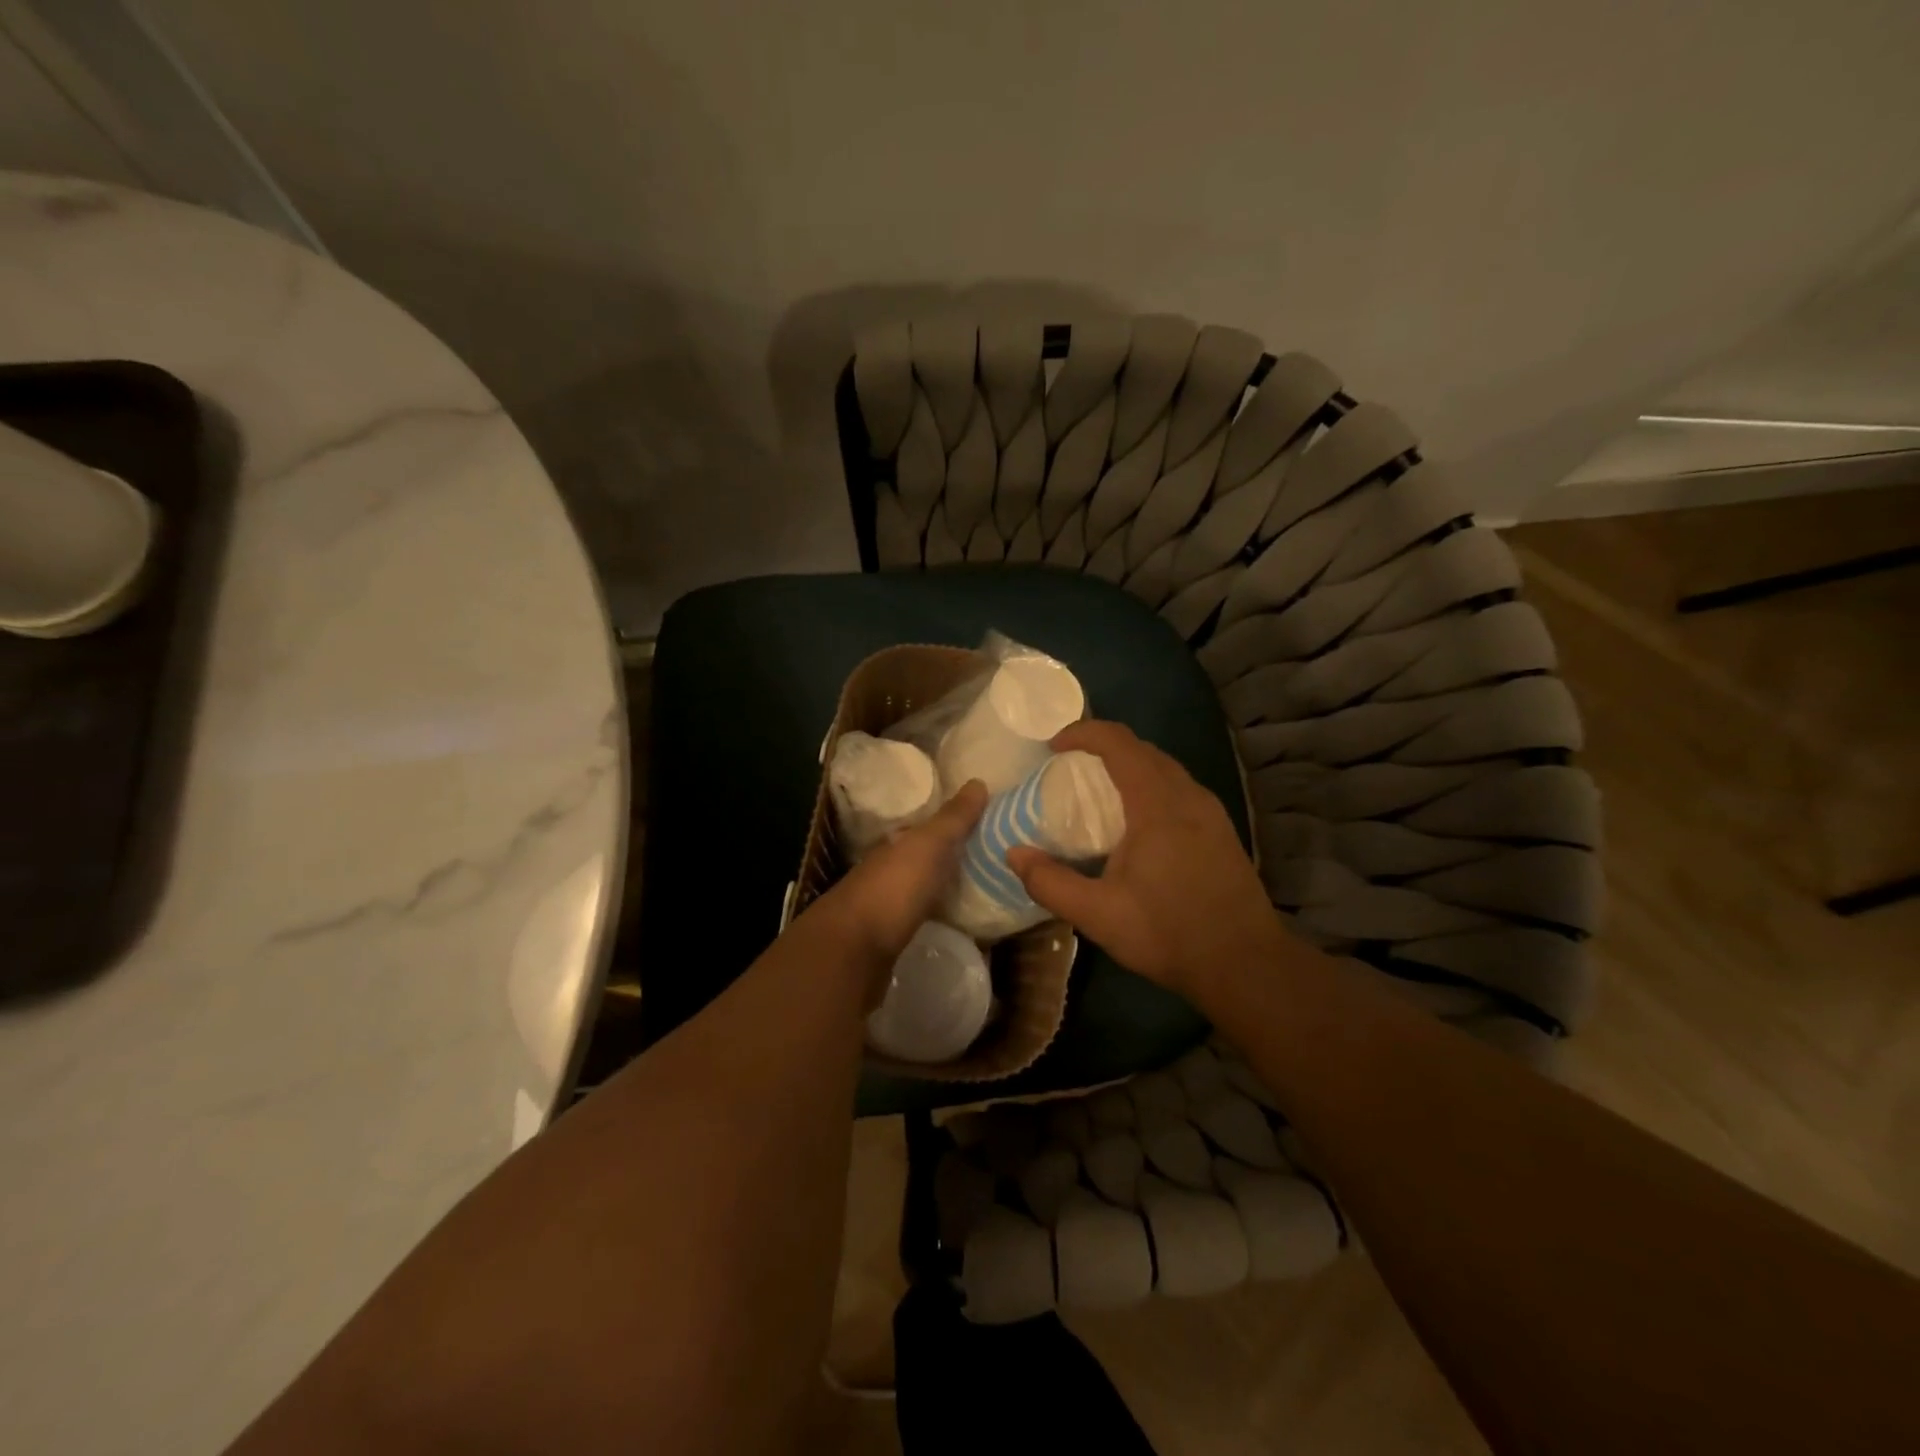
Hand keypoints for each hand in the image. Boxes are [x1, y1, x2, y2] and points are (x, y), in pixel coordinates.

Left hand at [803, 780, 986, 968]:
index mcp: (896, 844)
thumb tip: (978, 781)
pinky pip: (920, 919)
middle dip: (951, 857)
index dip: (953, 825)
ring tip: (983, 892)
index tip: (985, 828)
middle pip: (924, 859)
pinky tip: (955, 922)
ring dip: (943, 887)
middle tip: (993, 861)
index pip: (926, 828)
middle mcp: (888, 870)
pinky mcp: (889, 938)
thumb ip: (953, 818)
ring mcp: (886, 905)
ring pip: (921, 889)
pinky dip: (937, 915)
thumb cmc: (893, 888)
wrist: (853, 950)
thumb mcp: (929, 845)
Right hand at [1007, 721, 1285, 1004]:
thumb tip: (1013, 854)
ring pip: (1165, 768)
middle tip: (1069, 769)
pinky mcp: (1221, 830)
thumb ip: (1050, 883)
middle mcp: (1188, 796)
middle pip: (1143, 749)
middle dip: (1103, 747)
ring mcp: (1210, 812)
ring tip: (1098, 792)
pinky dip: (1150, 786)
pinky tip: (1137, 823)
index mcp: (1157, 804)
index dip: (1083, 733)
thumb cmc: (1169, 934)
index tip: (1052, 747)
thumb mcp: (1098, 915)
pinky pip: (1180, 788)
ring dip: (1129, 766)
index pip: (1118, 743)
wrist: (1246, 964)